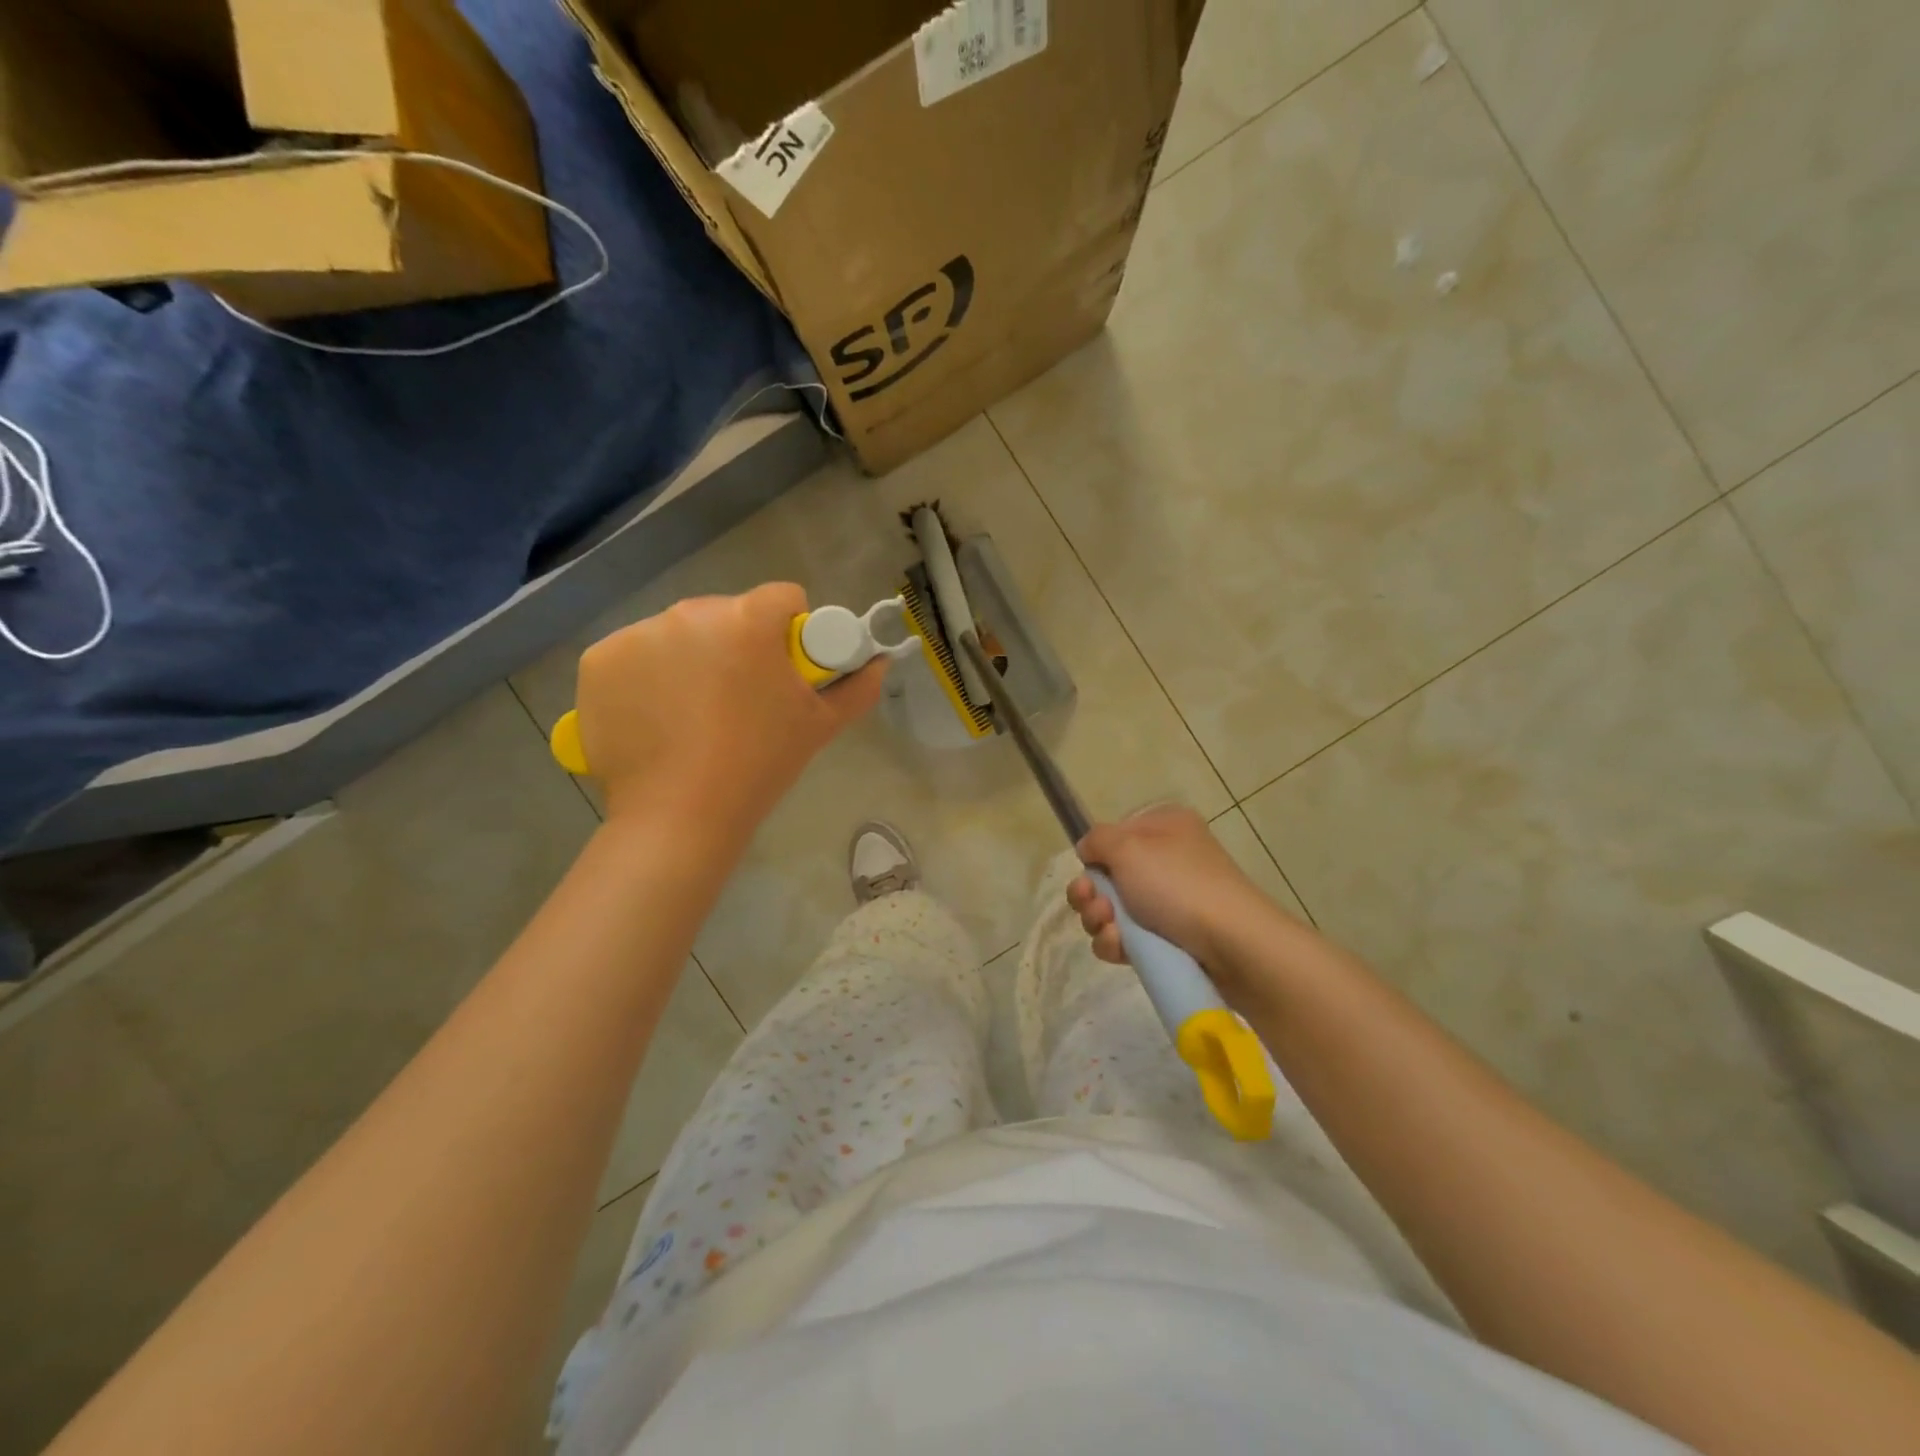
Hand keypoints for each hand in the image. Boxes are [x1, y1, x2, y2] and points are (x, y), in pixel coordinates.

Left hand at [574, 583, 884, 837]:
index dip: (792, 630)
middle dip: (737, 645)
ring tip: (694, 715)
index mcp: (748, 622)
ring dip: (691, 659)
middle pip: (727, 614)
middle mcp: (690, 614)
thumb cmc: (759, 765)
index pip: (783, 598)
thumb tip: (879, 663)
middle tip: (740, 700)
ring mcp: (637, 635)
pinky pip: (635, 655)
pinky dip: (646, 677)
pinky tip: (655, 717)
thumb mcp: (819, 727)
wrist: (679, 815)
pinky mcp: (598, 661)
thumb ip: (857, 688)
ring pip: (679, 634)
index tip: (785, 669)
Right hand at [1068, 805, 1300, 982]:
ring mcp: (1171, 901)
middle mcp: (1167, 859)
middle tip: (1096, 906)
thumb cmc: (1178, 885)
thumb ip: (1097, 840)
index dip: (1096, 856)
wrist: (1232, 945)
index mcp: (1163, 827)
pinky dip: (1116, 943)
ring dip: (1099, 920)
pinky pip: (1128, 939)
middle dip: (1091, 894)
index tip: (1088, 872)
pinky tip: (1120, 949)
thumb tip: (1087, 850)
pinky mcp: (1171, 938)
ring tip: (1111, 930)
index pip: (1114, 836)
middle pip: (1108, 876)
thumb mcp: (1128, 847)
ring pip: (1113, 910)